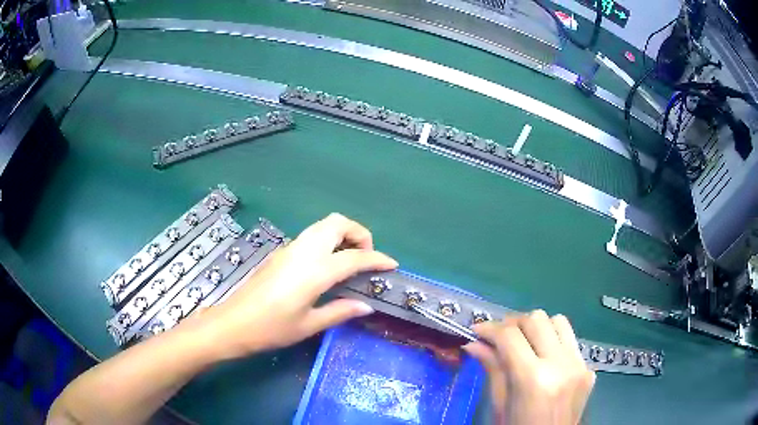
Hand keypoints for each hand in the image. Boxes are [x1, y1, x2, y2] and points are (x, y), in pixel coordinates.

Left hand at [197, 213, 397, 359]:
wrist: (233, 323)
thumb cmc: (271, 328)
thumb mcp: (309, 324)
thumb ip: (340, 311)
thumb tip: (367, 305)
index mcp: (315, 270)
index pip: (354, 257)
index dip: (377, 259)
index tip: (392, 265)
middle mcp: (304, 251)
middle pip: (337, 223)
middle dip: (359, 233)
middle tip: (366, 257)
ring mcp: (290, 248)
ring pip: (322, 225)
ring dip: (342, 234)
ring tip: (350, 259)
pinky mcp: (281, 252)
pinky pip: (311, 236)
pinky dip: (327, 240)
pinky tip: (326, 265)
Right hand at [463, 310, 594, 424]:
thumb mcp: (500, 404)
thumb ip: (492, 369)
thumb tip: (473, 344)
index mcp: (533, 379)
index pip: (510, 337)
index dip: (490, 328)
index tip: (477, 330)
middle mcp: (561, 365)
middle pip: (537, 319)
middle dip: (513, 323)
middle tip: (499, 336)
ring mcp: (579, 365)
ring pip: (558, 321)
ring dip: (537, 327)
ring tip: (524, 342)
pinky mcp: (588, 367)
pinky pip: (570, 341)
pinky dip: (553, 342)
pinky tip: (544, 358)